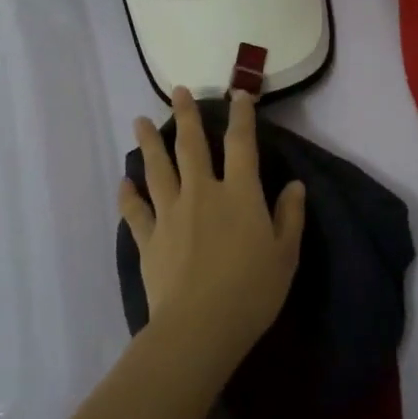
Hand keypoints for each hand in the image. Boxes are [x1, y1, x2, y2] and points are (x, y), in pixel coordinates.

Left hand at [117, 86, 305, 368]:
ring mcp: (170, 214)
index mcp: (239, 194)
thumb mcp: (285, 255)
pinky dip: (128, 195)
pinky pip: (135, 211)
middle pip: (191, 146)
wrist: (199, 327)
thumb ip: (289, 216)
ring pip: (157, 170)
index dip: (241, 116)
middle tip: (178, 91)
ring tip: (138, 121)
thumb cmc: (252, 291)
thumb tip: (294, 185)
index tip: (239, 94)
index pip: (241, 144)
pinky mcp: (148, 239)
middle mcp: (202, 193)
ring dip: (149, 143)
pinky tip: (123, 183)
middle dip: (186, 116)